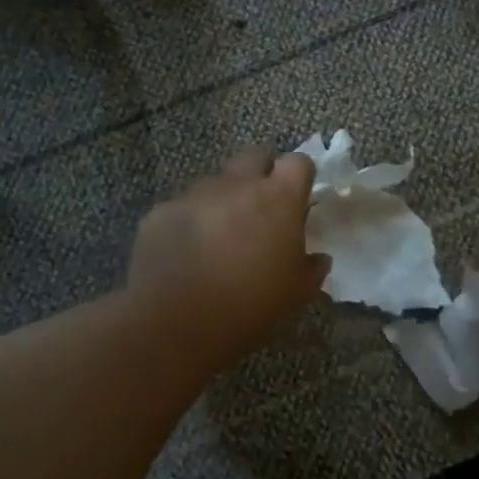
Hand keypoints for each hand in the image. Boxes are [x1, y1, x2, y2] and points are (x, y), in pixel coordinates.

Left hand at [126, 147, 329, 372]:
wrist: (176, 322)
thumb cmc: (250, 306)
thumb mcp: (297, 294)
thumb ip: (312, 268)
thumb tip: (317, 258)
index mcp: (277, 199)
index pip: (298, 162)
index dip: (299, 176)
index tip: (298, 198)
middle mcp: (236, 185)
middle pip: (254, 156)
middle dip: (261, 173)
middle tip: (261, 208)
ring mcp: (195, 195)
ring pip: (215, 184)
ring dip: (222, 201)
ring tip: (218, 238)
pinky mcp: (161, 212)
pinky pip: (182, 209)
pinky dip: (188, 223)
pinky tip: (184, 255)